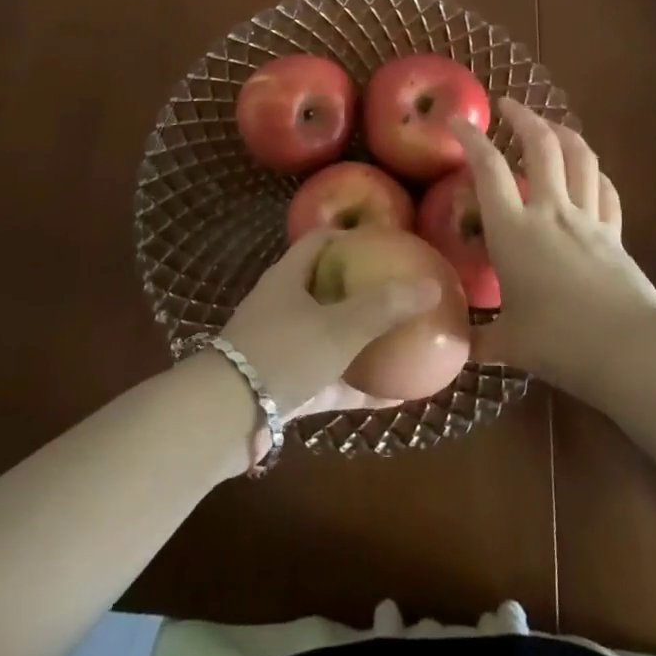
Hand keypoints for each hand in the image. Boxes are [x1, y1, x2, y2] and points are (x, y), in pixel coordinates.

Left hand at [219, 232, 442, 423]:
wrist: (223, 418)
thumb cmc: (282, 354)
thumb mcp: (338, 328)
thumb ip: (384, 307)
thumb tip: (432, 285)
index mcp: (289, 277)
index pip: (321, 241)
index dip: (352, 237)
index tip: (387, 244)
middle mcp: (282, 306)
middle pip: (326, 287)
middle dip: (362, 289)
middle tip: (399, 293)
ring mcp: (280, 347)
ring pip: (328, 336)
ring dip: (361, 340)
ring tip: (401, 341)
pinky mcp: (283, 387)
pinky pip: (328, 380)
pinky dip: (356, 385)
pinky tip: (392, 397)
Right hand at [452, 97, 655, 395]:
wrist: (632, 351)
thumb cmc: (560, 343)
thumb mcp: (510, 345)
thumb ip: (480, 339)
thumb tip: (457, 345)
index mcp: (514, 230)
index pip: (488, 169)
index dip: (470, 139)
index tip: (456, 121)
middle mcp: (551, 212)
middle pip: (541, 146)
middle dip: (523, 117)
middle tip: (507, 105)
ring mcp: (588, 220)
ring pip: (580, 158)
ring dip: (562, 133)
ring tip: (549, 125)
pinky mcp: (616, 235)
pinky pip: (606, 191)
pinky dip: (594, 173)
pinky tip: (589, 172)